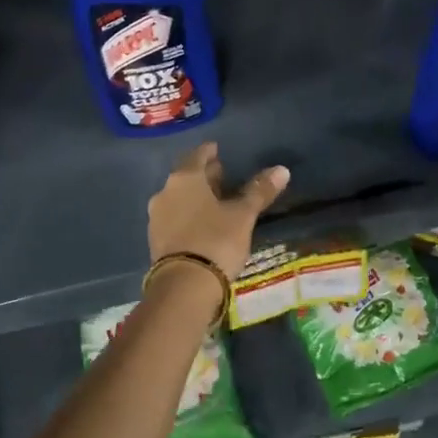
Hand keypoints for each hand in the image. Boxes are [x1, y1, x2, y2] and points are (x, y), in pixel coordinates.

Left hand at [147, 142, 290, 278]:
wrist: (184, 286)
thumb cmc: (216, 240)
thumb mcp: (243, 216)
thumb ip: (259, 191)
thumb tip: (281, 170)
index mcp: (184, 179)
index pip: (197, 156)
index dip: (209, 152)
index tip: (218, 150)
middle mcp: (165, 192)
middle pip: (186, 177)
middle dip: (204, 176)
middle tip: (222, 176)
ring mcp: (157, 218)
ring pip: (179, 198)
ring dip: (195, 197)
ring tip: (215, 202)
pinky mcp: (155, 240)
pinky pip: (174, 218)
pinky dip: (188, 216)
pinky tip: (202, 225)